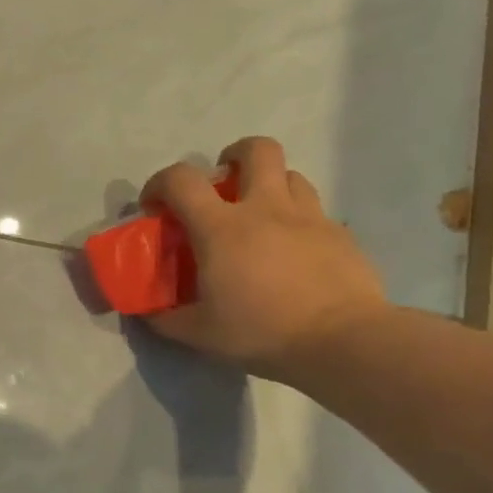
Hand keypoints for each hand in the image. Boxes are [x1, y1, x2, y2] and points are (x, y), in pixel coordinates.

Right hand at [139, 137, 388, 381]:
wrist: (343, 342)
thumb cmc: (261, 331)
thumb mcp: (199, 332)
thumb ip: (167, 318)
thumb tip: (149, 313)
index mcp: (221, 227)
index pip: (182, 179)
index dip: (160, 183)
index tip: (156, 206)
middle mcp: (265, 208)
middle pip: (256, 150)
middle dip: (234, 156)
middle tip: (223, 185)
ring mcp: (309, 217)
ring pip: (290, 175)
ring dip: (269, 186)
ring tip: (260, 217)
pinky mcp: (340, 234)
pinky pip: (315, 211)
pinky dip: (297, 221)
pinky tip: (293, 252)